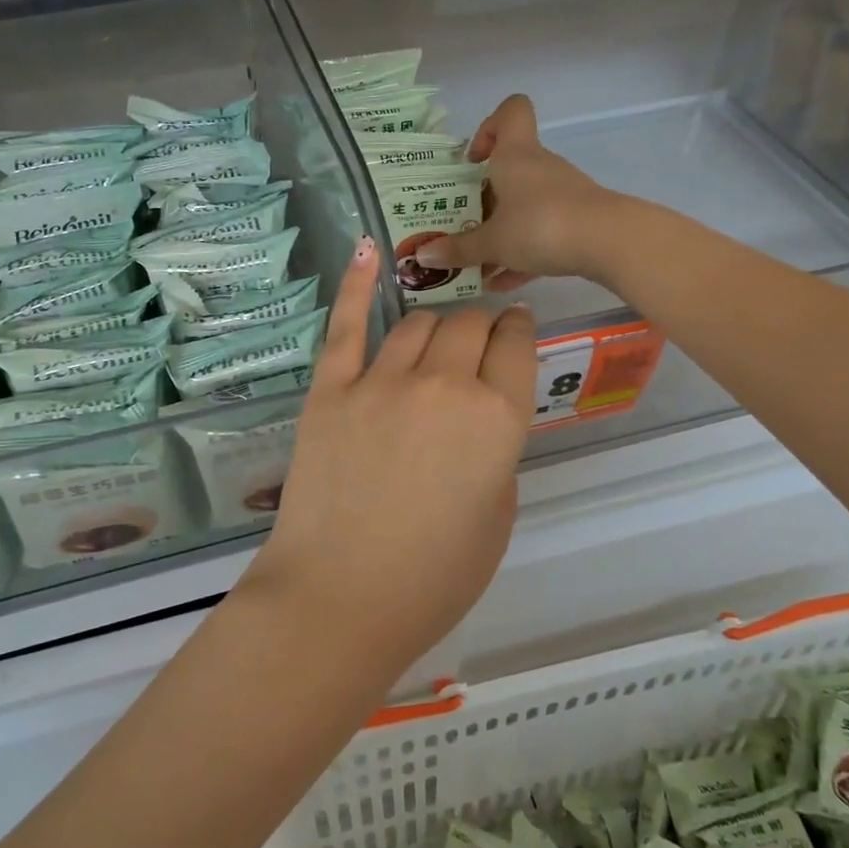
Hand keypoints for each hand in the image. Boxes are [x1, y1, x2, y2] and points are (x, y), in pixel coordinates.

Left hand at [247, 237, 536, 672]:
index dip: (517, 331)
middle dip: (480, 326)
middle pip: (468, 325)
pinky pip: (346, 324)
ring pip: (417, 323)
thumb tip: (481, 420)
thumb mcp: (496, 517)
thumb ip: (496, 452)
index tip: (514, 329)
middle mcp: (444, 384)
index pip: (516, 346)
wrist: (340, 598)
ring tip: (437, 332)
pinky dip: (356, 282)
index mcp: (498, 419)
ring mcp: (381, 381)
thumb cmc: (432, 578)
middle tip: (477, 339)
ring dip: (435, 323)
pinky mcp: (330, 389)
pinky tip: (366, 250)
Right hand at [413, 94, 624, 290]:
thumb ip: (458, 249)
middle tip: (460, 225)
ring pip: (523, 206)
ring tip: (476, 264)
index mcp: (516, 156)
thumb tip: (422, 256)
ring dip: (500, 231)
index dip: (489, 127)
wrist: (610, 243)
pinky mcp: (577, 221)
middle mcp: (539, 168)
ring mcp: (562, 194)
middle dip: (483, 198)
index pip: (511, 112)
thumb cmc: (540, 225)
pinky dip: (521, 253)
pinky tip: (503, 282)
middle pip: (509, 170)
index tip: (472, 159)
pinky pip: (541, 232)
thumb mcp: (492, 242)